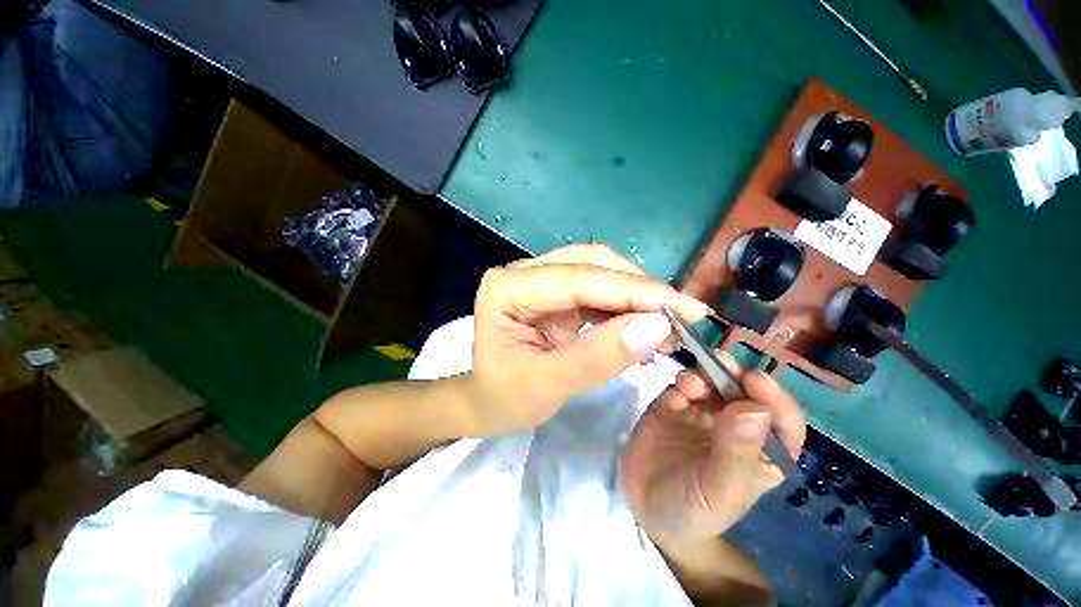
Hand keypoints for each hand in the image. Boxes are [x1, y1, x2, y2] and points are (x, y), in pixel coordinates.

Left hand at [462, 244, 709, 436]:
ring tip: (669, 324)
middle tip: (682, 318)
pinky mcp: (556, 293)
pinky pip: (597, 289)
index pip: (578, 279)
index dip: (633, 291)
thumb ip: (599, 356)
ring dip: (636, 295)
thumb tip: (657, 327)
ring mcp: (540, 279)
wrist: (487, 402)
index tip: (685, 309)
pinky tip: (646, 324)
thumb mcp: (548, 386)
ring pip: (599, 271)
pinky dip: (625, 305)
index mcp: (507, 288)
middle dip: (638, 289)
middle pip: (591, 264)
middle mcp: (523, 272)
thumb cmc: (505, 398)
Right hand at [621, 353, 804, 549]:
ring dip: (702, 375)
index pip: (782, 419)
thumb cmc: (694, 509)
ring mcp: (702, 412)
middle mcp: (736, 426)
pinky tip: (672, 397)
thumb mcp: (719, 490)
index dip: (773, 396)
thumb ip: (737, 452)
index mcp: (762, 450)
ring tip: (686, 383)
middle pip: (743, 390)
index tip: (754, 380)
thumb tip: (756, 408)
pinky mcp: (673, 406)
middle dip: (732, 373)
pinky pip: (680, 387)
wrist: (647, 508)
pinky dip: (679, 384)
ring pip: (710, 381)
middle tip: (716, 360)